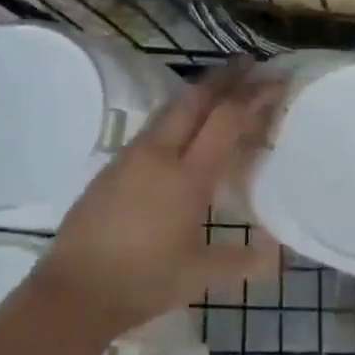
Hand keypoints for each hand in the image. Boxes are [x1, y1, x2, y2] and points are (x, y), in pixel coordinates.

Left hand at [36, 60, 281, 338]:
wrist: (75, 290)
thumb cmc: (144, 282)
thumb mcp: (200, 276)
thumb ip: (243, 261)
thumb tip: (279, 254)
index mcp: (187, 177)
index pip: (225, 120)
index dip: (253, 96)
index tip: (275, 80)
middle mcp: (159, 154)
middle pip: (195, 99)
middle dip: (225, 77)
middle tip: (250, 64)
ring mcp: (131, 156)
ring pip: (170, 108)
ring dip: (199, 92)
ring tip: (221, 88)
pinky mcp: (112, 165)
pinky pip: (154, 126)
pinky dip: (178, 114)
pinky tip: (183, 127)